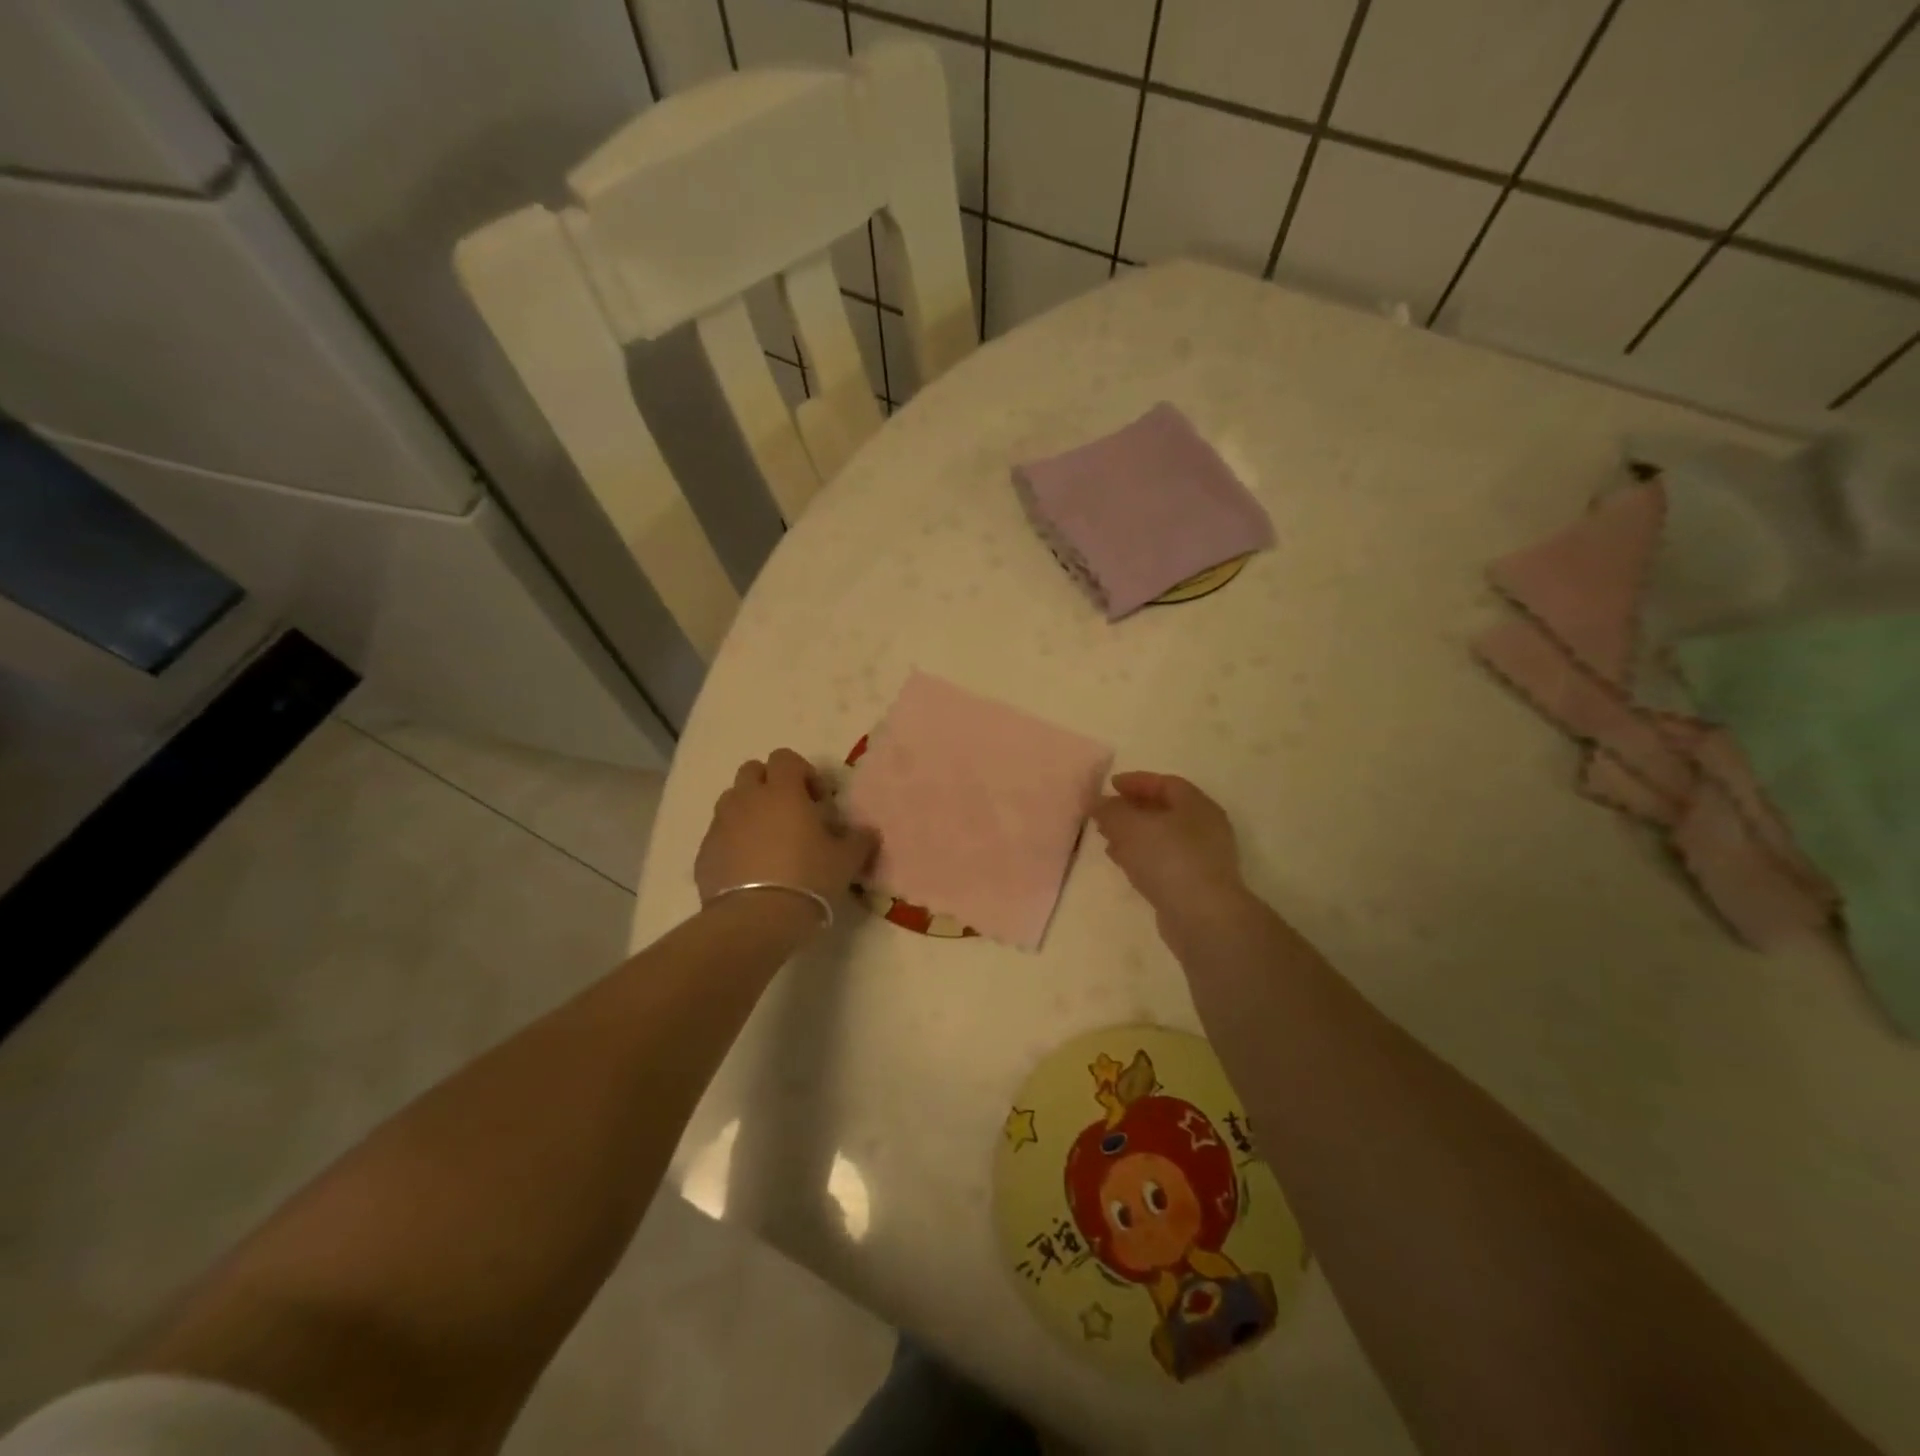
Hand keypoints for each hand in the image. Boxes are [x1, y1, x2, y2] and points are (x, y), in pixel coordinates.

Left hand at [695, 749, 877, 920]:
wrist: (755, 920)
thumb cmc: (807, 879)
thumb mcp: (846, 861)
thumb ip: (859, 840)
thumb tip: (867, 832)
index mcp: (782, 792)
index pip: (785, 758)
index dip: (803, 772)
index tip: (817, 800)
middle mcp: (747, 799)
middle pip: (752, 771)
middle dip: (770, 784)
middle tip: (790, 813)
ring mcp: (721, 824)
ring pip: (732, 800)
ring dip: (749, 810)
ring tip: (767, 840)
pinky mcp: (704, 852)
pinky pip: (719, 834)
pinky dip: (733, 841)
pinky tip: (749, 868)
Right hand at [1091, 772, 1246, 918]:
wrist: (1202, 917)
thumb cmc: (1169, 858)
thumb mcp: (1130, 826)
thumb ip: (1110, 810)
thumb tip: (1096, 801)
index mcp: (1196, 805)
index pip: (1165, 784)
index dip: (1136, 782)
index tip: (1109, 786)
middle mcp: (1204, 828)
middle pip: (1164, 811)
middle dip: (1131, 810)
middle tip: (1104, 813)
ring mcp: (1202, 859)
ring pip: (1161, 838)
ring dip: (1133, 835)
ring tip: (1106, 838)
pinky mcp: (1193, 885)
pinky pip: (1162, 862)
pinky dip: (1140, 857)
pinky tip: (1121, 862)